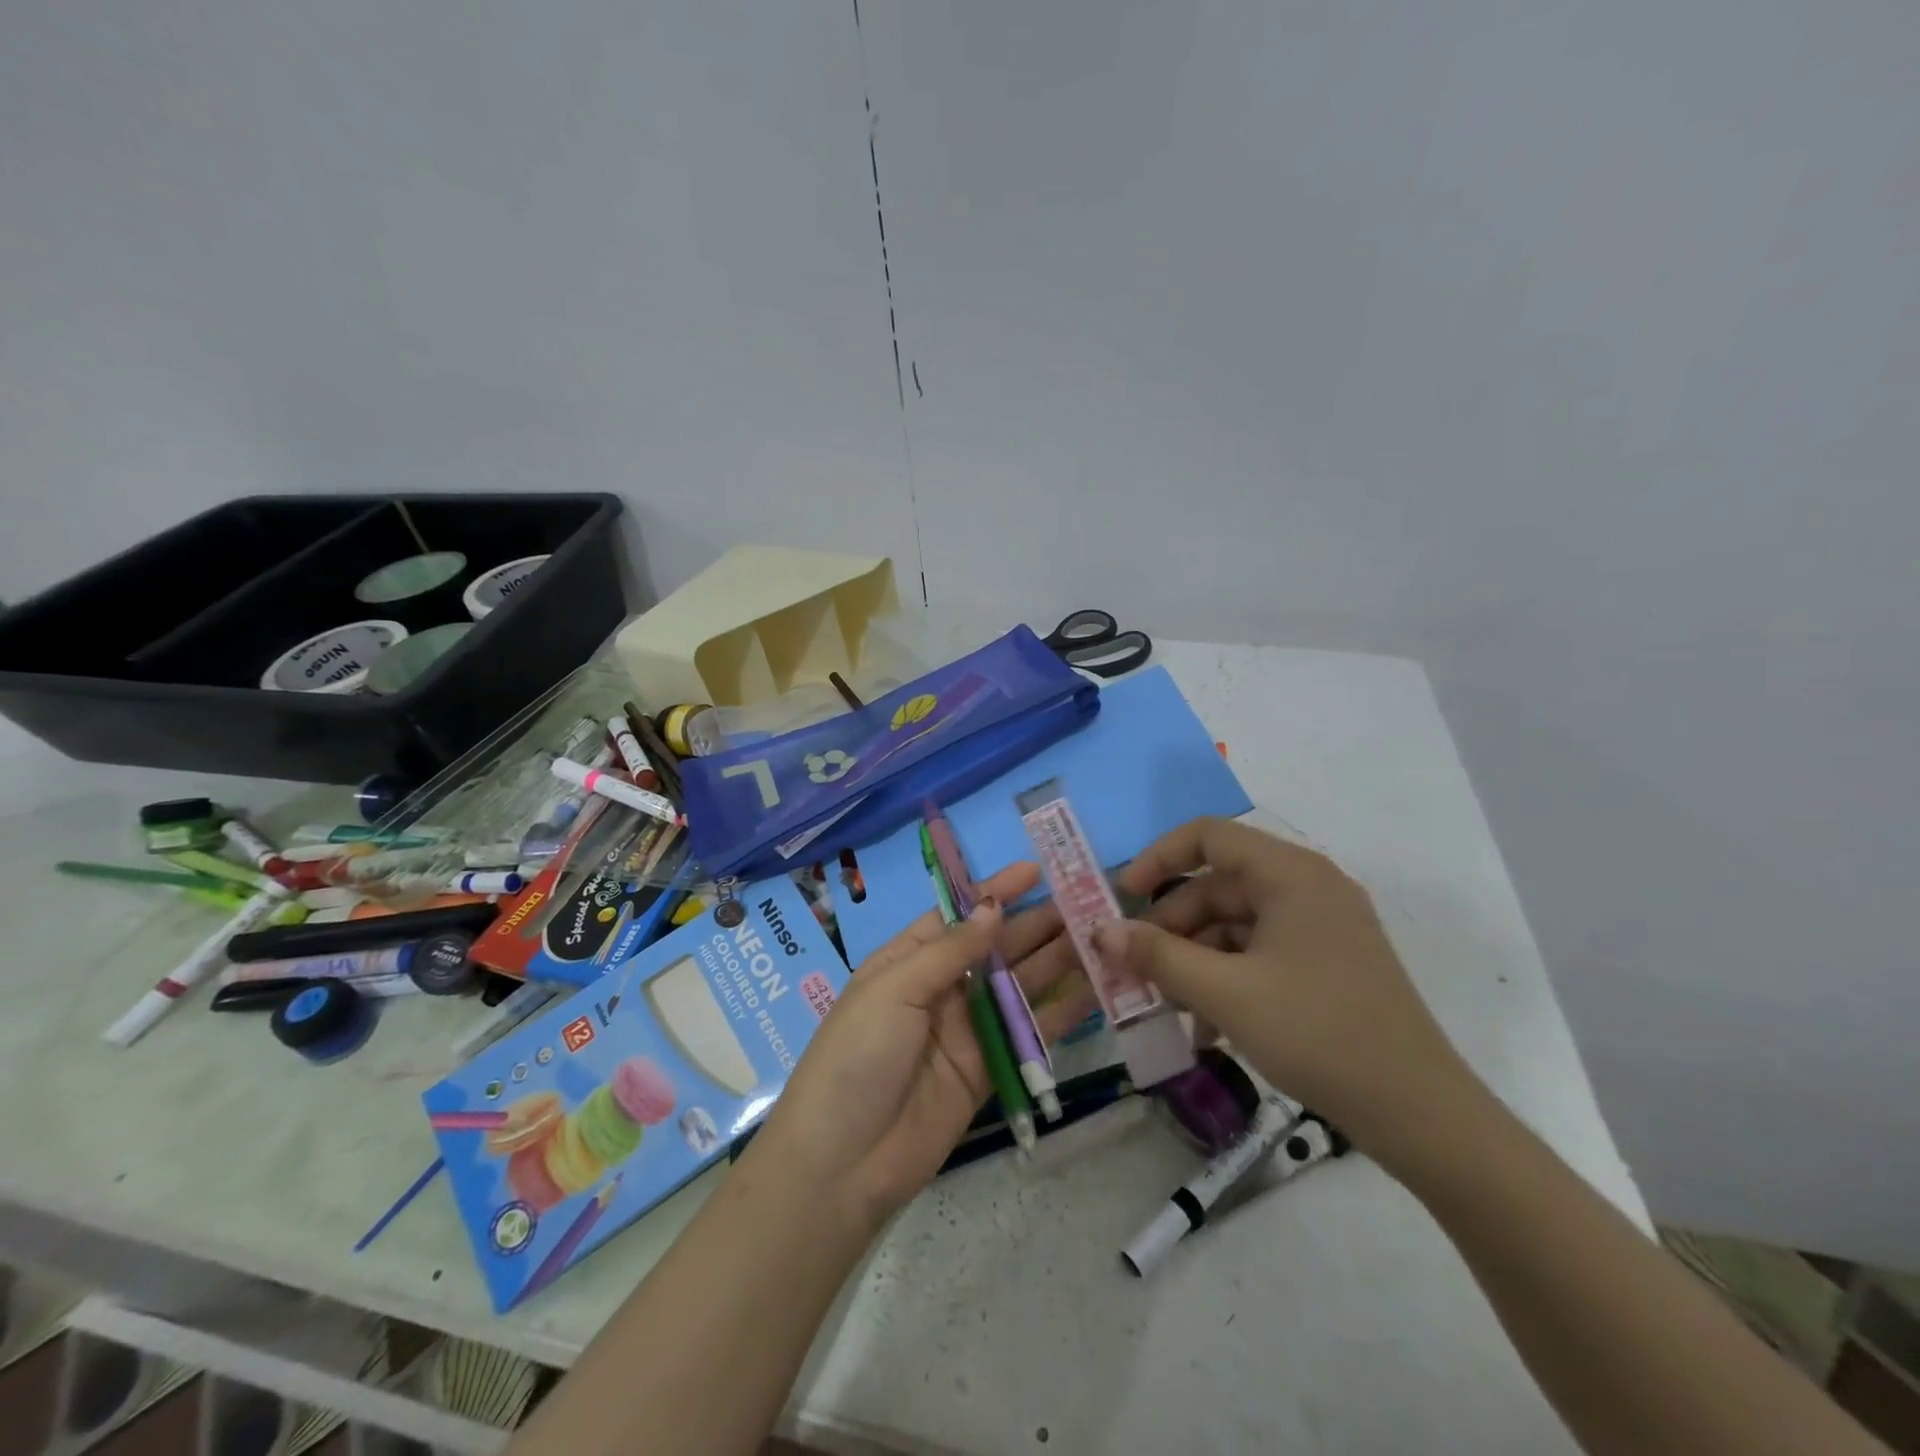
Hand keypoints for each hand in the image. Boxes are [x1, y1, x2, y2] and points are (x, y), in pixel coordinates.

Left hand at [752, 861, 1096, 1228]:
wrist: (844, 1163)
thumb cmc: (857, 1056)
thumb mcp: (894, 989)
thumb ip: (949, 951)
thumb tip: (991, 907)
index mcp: (909, 960)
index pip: (958, 914)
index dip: (995, 891)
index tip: (1037, 869)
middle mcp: (941, 988)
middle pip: (996, 948)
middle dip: (1036, 924)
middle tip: (1086, 903)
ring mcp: (966, 1029)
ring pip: (1019, 986)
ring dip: (1055, 961)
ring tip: (1099, 938)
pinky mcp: (988, 1069)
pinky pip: (1028, 1033)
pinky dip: (1060, 1013)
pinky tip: (1095, 992)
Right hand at [1097, 817, 1472, 1166]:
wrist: (1420, 1114)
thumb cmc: (1318, 1033)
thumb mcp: (1225, 994)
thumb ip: (1157, 956)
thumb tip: (1100, 931)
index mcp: (1290, 874)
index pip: (1208, 836)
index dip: (1157, 859)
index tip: (1122, 898)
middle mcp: (1306, 887)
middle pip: (1217, 887)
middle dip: (1171, 928)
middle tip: (1135, 968)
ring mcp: (1319, 927)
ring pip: (1234, 926)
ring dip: (1194, 961)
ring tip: (1166, 1008)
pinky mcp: (1325, 963)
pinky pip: (1258, 954)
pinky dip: (1225, 980)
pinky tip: (1205, 1029)